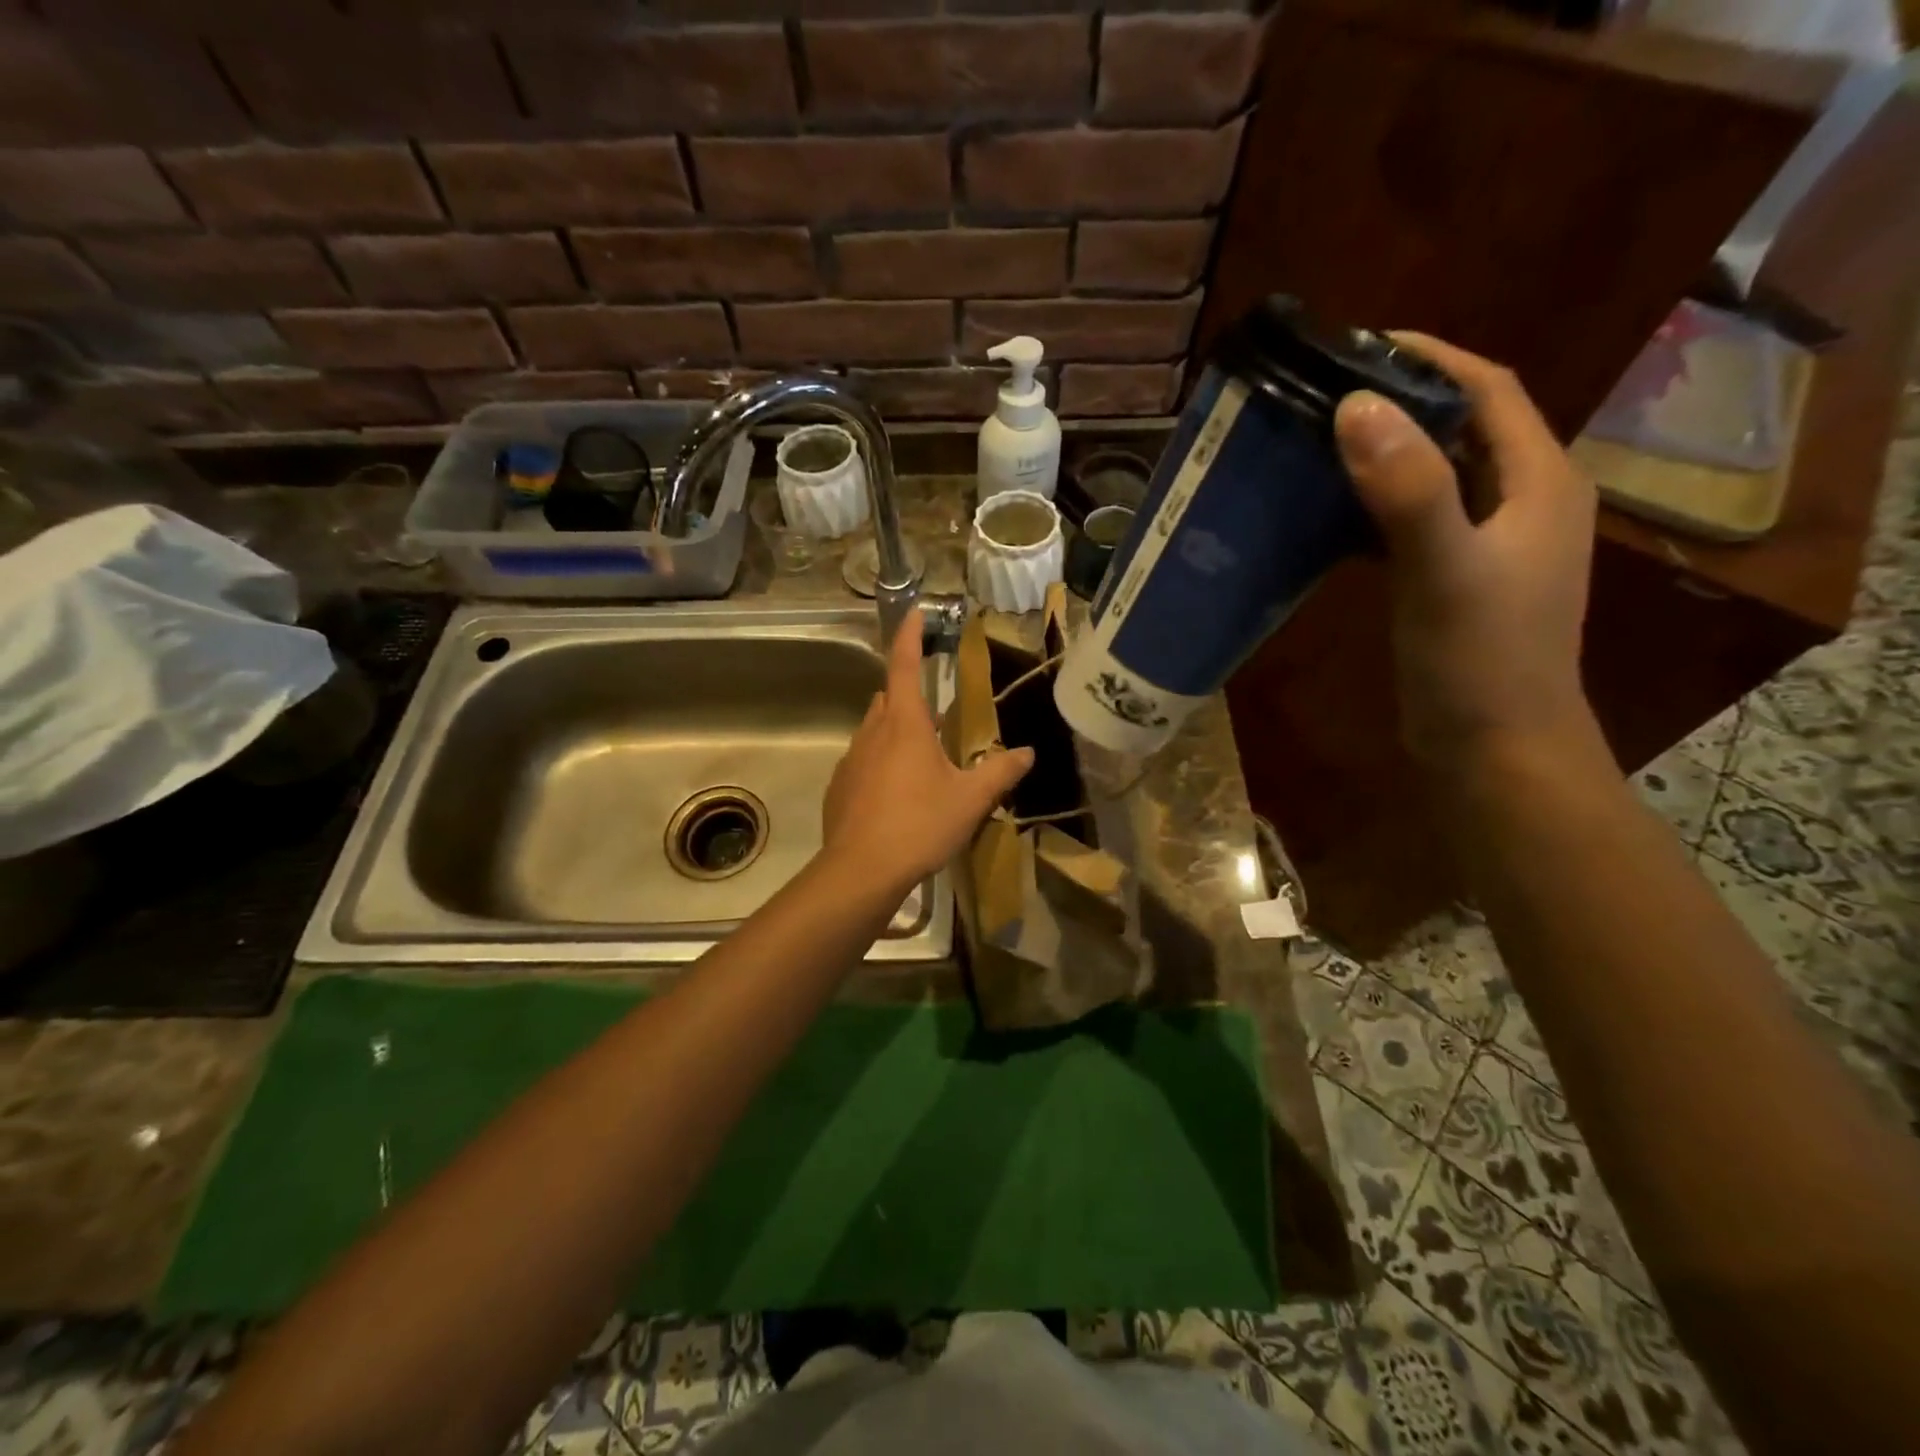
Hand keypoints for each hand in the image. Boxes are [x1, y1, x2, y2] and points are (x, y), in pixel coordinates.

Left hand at [821, 610, 1034, 885]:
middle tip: (936, 714)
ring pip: (874, 730)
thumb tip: (1027, 753)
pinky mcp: (840, 786)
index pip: (903, 664)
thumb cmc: (920, 824)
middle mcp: (873, 732)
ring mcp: (851, 759)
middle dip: (909, 694)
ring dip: (896, 732)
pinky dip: (880, 763)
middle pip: (889, 697)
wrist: (861, 870)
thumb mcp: (970, 799)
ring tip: (922, 760)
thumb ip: (1000, 772)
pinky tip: (897, 795)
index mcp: (905, 723)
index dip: (909, 635)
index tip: (914, 612)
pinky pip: (863, 761)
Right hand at [1334, 334, 1600, 772]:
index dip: (1431, 357)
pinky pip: (1414, 523)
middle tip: (1322, 397)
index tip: (1358, 345)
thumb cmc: (1480, 661)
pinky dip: (1373, 509)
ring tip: (1314, 447)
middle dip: (1398, 404)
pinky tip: (1328, 517)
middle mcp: (1522, 502)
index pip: (1488, 390)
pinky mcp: (1457, 581)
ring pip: (1433, 477)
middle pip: (1460, 428)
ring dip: (1382, 456)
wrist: (1494, 752)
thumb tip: (1355, 406)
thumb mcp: (1445, 570)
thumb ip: (1409, 490)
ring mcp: (1490, 546)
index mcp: (1539, 482)